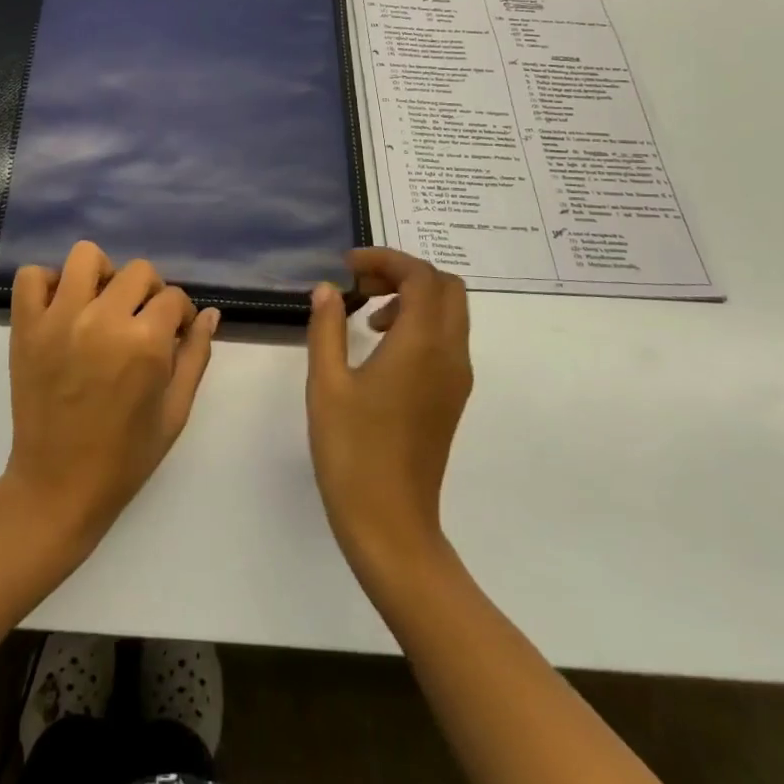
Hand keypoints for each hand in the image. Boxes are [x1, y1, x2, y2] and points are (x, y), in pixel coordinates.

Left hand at [2, 241, 218, 552]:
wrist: (58, 486)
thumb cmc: (125, 456)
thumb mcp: (175, 411)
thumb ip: (195, 355)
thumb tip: (209, 314)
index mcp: (145, 343)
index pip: (173, 297)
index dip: (179, 314)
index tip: (173, 333)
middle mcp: (103, 320)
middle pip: (138, 271)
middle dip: (149, 292)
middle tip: (140, 320)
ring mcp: (59, 320)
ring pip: (85, 257)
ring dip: (101, 274)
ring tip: (101, 304)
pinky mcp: (26, 328)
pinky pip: (32, 277)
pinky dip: (48, 283)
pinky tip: (62, 307)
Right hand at [306, 249, 472, 581]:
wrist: (390, 523)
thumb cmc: (352, 451)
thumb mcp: (326, 383)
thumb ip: (326, 327)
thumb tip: (328, 288)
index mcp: (421, 344)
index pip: (420, 275)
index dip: (385, 259)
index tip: (348, 266)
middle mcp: (450, 354)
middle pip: (445, 287)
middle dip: (404, 273)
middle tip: (360, 284)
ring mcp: (457, 377)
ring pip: (450, 312)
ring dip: (413, 297)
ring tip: (365, 314)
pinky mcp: (453, 397)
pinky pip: (447, 338)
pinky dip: (420, 323)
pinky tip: (380, 346)